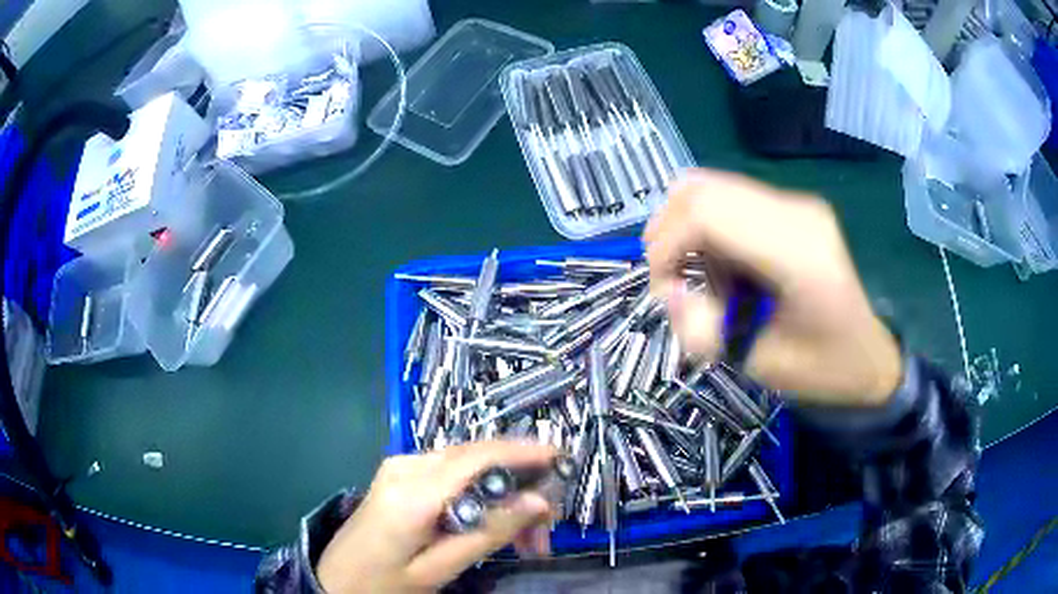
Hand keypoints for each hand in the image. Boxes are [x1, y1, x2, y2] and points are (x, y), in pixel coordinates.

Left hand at [316, 441, 557, 593]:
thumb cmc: (384, 582)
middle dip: (520, 486)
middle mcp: (407, 466)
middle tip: (545, 531)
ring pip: (469, 466)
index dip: (524, 452)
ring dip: (503, 494)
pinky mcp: (401, 474)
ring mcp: (401, 466)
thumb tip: (538, 503)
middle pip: (478, 459)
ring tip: (524, 539)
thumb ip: (488, 533)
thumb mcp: (439, 569)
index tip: (563, 460)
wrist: (335, 579)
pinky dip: (481, 494)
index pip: (479, 457)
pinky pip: (452, 474)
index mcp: (413, 492)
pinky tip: (492, 524)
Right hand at [645, 169, 901, 407]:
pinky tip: (717, 263)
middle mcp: (796, 212)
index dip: (668, 245)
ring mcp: (794, 203)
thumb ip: (706, 333)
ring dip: (683, 227)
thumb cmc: (825, 368)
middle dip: (667, 232)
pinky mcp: (790, 206)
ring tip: (691, 273)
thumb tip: (669, 293)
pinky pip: (727, 197)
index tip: (663, 291)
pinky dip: (704, 225)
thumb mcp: (762, 366)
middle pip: (702, 190)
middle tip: (668, 281)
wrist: (871, 353)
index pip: (708, 213)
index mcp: (798, 253)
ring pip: (709, 186)